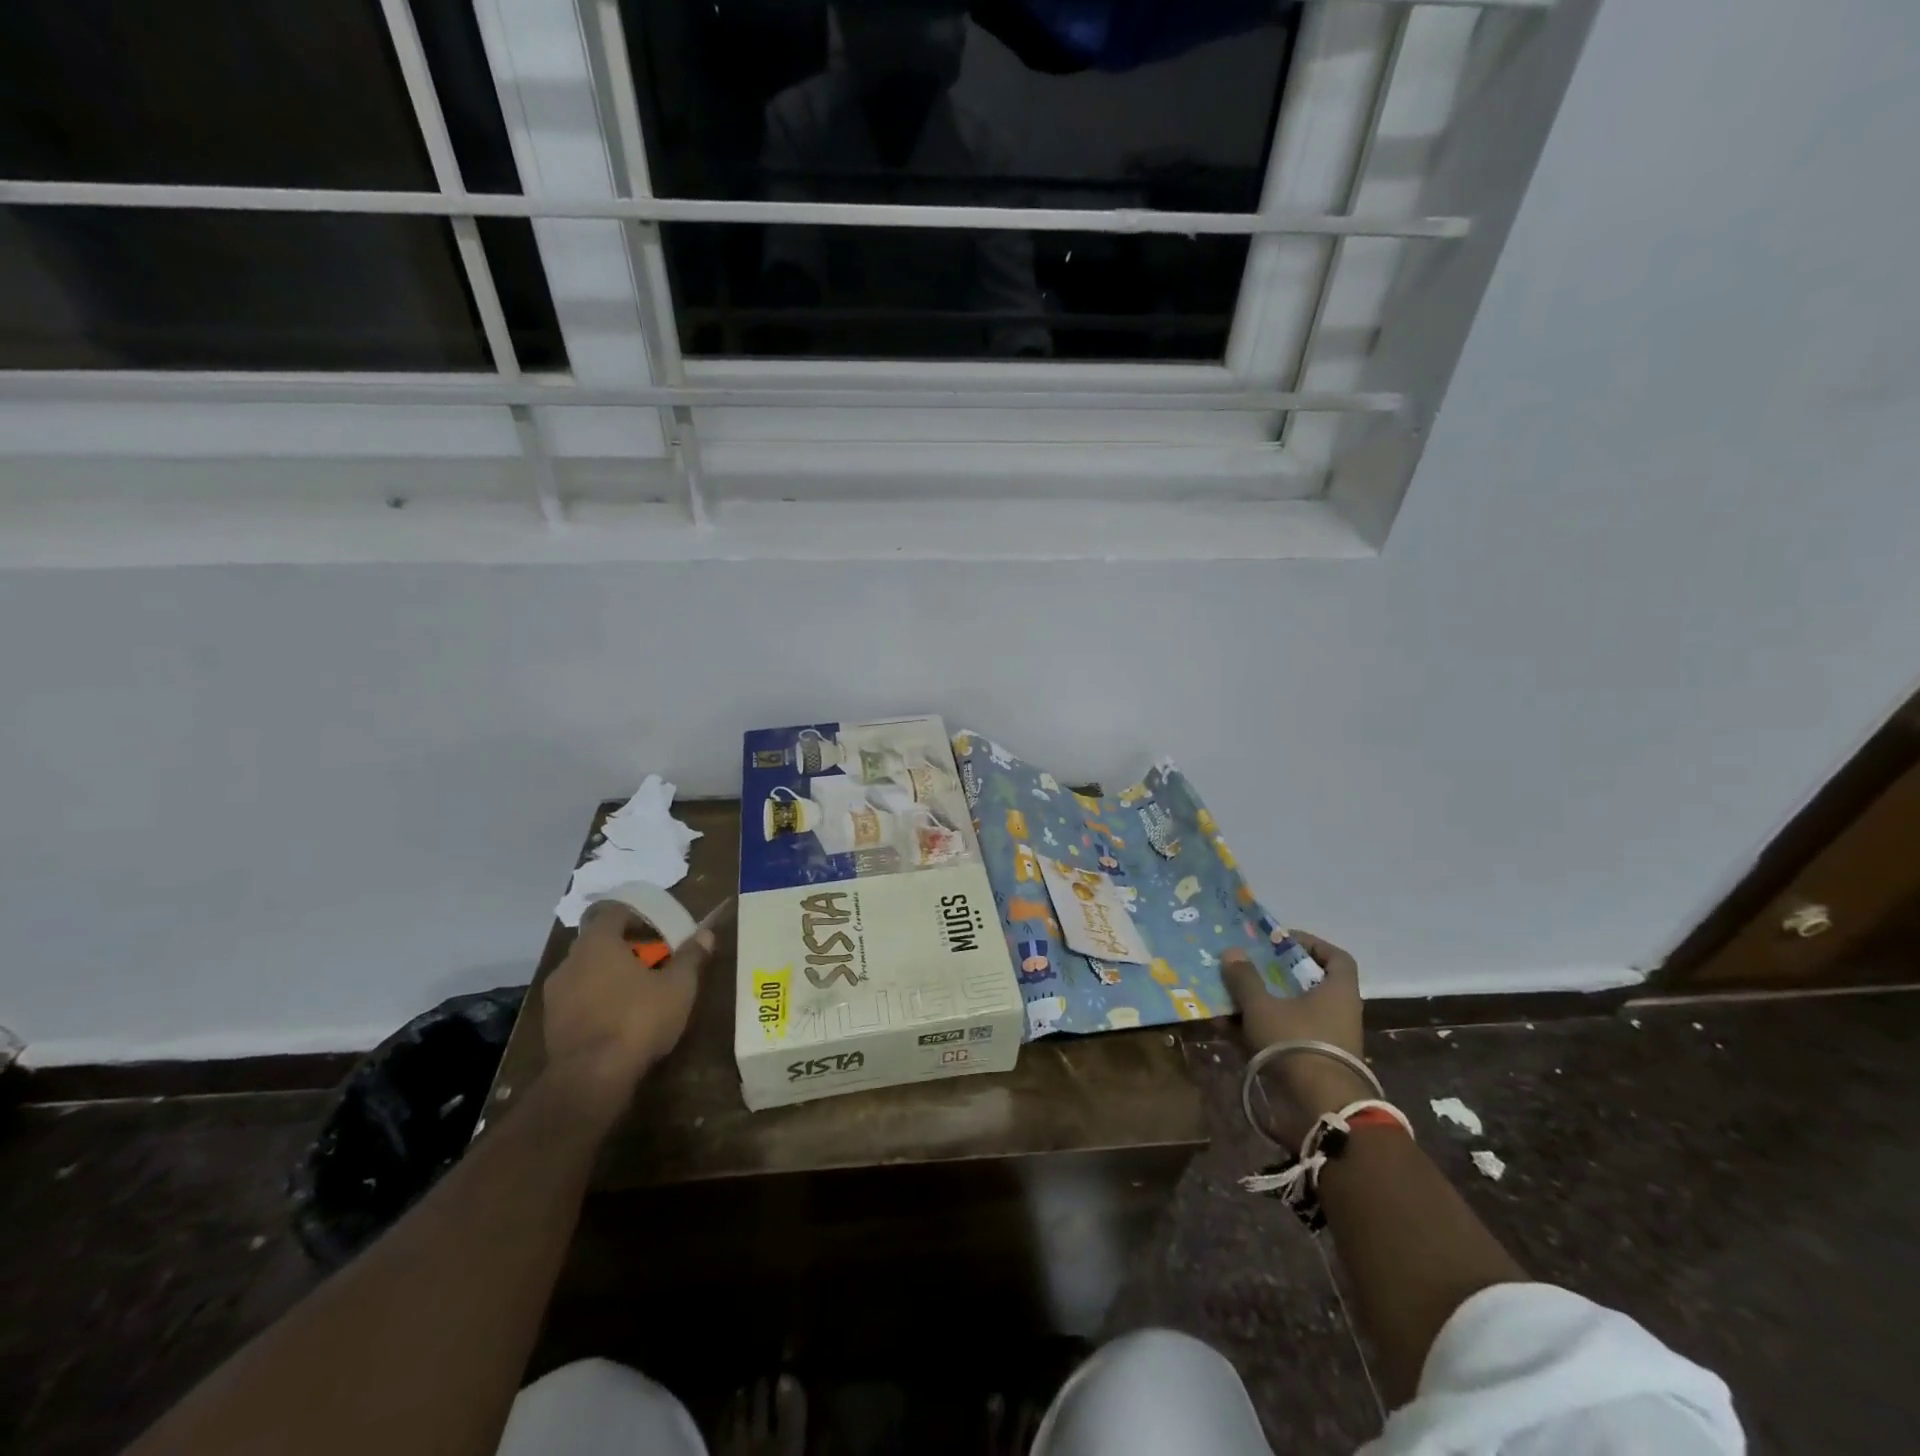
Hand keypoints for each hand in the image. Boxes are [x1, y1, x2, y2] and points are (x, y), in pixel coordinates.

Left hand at [541, 901, 717, 1121]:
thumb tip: (705, 933)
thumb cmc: (637, 1019)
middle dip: (627, 948)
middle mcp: (570, 962)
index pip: (613, 912)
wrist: (590, 1079)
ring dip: (611, 975)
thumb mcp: (678, 986)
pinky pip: (579, 998)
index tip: (659, 930)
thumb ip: (691, 957)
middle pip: (600, 942)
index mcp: (597, 943)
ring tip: (640, 992)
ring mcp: (555, 995)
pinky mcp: (551, 1024)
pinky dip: (599, 999)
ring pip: (588, 972)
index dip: (638, 916)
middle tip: (656, 961)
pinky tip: (621, 1018)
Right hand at [1221, 931, 1370, 1144]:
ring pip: (1289, 1012)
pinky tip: (1225, 1029)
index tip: (1282, 941)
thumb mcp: (1263, 1006)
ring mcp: (1324, 1040)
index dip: (1312, 944)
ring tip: (1226, 997)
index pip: (1336, 958)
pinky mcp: (1308, 1064)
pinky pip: (1281, 1037)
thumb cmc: (1298, 1043)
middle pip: (1306, 984)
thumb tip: (1232, 952)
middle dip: (1273, 975)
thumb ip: (1245, 979)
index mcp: (1337, 992)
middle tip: (1247, 966)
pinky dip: (1256, 1031)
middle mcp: (1336, 1013)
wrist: (1319, 1108)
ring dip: (1258, 1004)